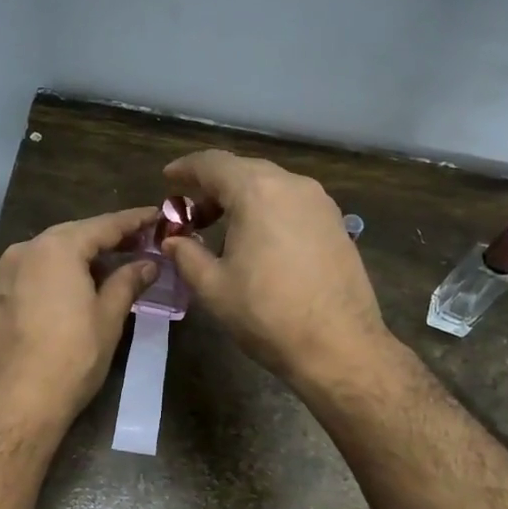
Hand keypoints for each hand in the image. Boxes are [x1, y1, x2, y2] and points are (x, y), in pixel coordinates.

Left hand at [0, 207, 158, 436]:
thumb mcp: (108, 318)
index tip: (156, 216)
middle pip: (71, 236)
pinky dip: (51, 276)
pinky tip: (67, 292)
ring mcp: (0, 274)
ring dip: (76, 258)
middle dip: (103, 239)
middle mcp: (23, 251)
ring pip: (46, 255)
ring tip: (105, 268)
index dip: (133, 221)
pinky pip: (28, 275)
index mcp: (56, 249)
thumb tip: (147, 263)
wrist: (14, 405)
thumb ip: (128, 282)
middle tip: (136, 242)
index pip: (103, 226)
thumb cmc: (71, 359)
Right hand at [162, 150, 391, 390]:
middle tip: (191, 215)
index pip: (213, 163)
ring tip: (223, 231)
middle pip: (244, 170)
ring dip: (242, 198)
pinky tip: (259, 241)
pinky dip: (268, 210)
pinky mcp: (336, 223)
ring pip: (271, 185)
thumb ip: (186, 255)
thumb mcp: (213, 287)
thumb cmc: (267, 314)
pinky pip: (292, 203)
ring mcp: (320, 202)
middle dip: (213, 187)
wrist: (339, 345)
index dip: (186, 169)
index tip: (168, 179)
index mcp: (257, 191)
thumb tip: (173, 241)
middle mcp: (292, 185)